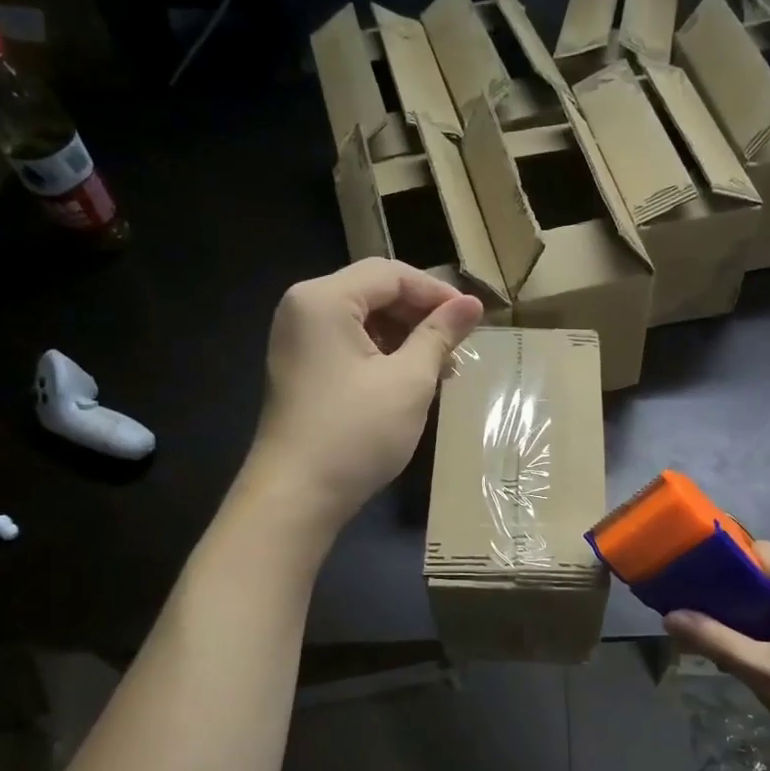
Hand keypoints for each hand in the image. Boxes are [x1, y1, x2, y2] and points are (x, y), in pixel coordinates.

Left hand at [249, 259, 482, 527]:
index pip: (390, 274)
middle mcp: (303, 308)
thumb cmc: (356, 432)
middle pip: (374, 292)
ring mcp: (298, 340)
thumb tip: (473, 304)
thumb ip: (440, 335)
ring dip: (405, 337)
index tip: (473, 320)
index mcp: (323, 299)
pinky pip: (349, 344)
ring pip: (364, 320)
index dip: (436, 292)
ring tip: (441, 369)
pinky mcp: (301, 369)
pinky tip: (411, 381)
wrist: (296, 496)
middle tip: (458, 347)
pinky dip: (383, 355)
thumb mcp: (409, 380)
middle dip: (420, 316)